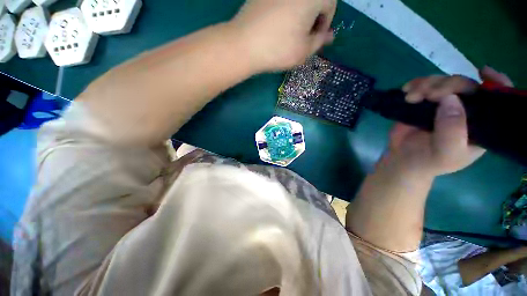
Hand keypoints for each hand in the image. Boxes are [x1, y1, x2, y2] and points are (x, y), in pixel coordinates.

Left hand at [231, 0, 336, 70]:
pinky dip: (286, 9)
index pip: (330, 4)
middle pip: (314, 0)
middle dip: (314, 16)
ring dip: (300, 13)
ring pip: (298, 1)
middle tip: (305, 35)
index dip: (326, 22)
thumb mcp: (304, 51)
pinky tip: (278, 24)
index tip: (317, 37)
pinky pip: (282, 1)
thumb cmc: (279, 49)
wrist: (245, 44)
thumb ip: (320, 41)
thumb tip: (329, 35)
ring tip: (291, 32)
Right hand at [386, 66, 512, 176]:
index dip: (496, 82)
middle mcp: (465, 109)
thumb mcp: (447, 152)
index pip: (495, 98)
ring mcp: (442, 105)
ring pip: (442, 81)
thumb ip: (453, 129)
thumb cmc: (430, 161)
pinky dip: (415, 85)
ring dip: (426, 84)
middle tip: (429, 95)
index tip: (483, 72)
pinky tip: (407, 90)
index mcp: (479, 123)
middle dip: (447, 85)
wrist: (403, 160)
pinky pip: (423, 85)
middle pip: (464, 84)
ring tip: (411, 97)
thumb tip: (450, 97)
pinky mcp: (423, 103)